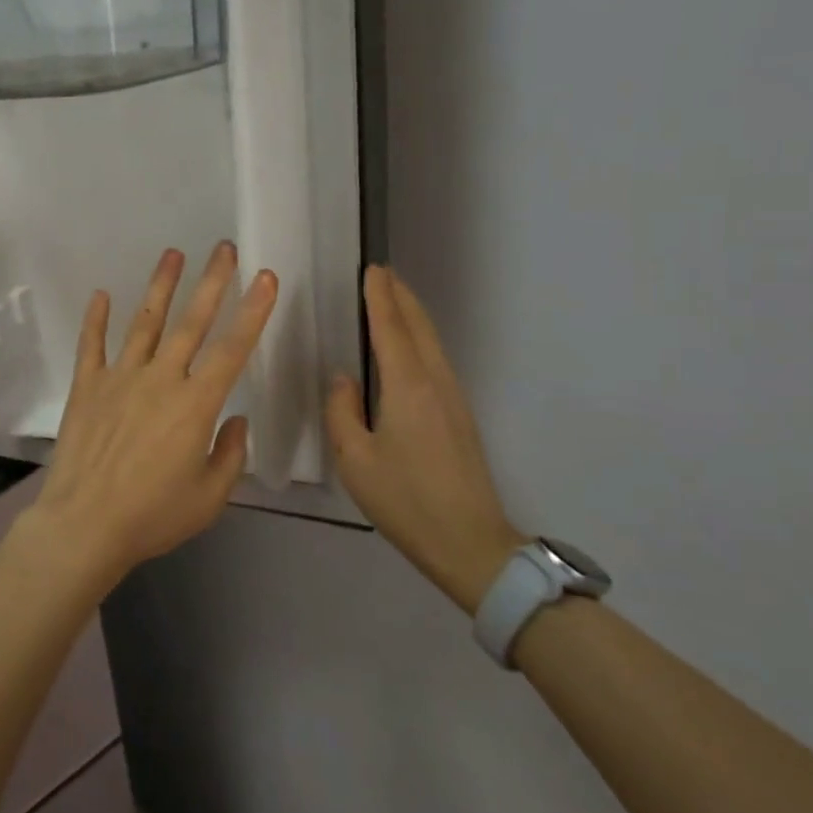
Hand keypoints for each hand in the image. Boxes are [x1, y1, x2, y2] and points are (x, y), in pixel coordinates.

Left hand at [21, 243, 278, 590]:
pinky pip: (91, 345)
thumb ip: (230, 455)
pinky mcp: (87, 387)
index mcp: (195, 405)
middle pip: (191, 323)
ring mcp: (119, 378)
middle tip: (224, 249)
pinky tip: (101, 294)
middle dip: (212, 283)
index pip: (232, 349)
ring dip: (160, 287)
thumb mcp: (209, 498)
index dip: (253, 312)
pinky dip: (96, 319)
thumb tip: (235, 419)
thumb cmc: (152, 516)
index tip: (265, 278)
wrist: (84, 526)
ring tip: (173, 254)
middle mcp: (160, 380)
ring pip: (144, 323)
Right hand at [326, 265, 523, 614]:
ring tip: (392, 300)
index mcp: (408, 386)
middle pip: (419, 327)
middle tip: (381, 274)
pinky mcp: (460, 415)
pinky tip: (408, 347)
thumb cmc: (406, 500)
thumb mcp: (355, 460)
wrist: (470, 543)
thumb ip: (342, 412)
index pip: (391, 328)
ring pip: (431, 342)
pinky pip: (436, 360)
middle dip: (401, 297)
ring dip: (412, 315)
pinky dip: (420, 338)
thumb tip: (344, 379)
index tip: (372, 269)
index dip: (380, 297)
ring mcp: (453, 398)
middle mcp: (435, 382)